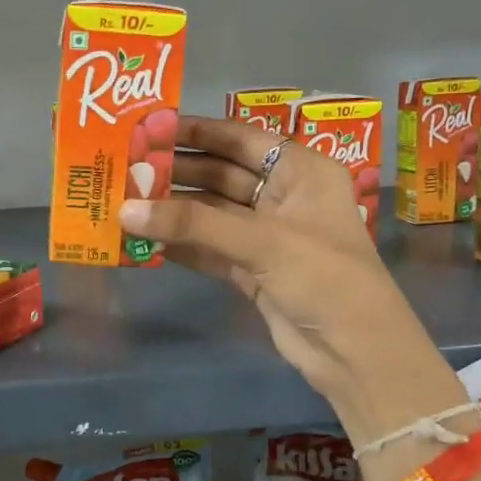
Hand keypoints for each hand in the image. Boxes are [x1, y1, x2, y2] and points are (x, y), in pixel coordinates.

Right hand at [118, 116, 433, 443]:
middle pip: (222, 175)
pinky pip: (209, 248)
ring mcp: (267, 236)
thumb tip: (125, 210)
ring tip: (125, 201)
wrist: (355, 353)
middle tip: (127, 168)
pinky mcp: (253, 271)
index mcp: (302, 171)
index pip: (242, 139)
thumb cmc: (324, 277)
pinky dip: (181, 244)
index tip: (150, 128)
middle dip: (178, 173)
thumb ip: (193, 224)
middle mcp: (284, 197)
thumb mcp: (262, 241)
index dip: (198, 131)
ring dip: (174, 211)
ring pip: (212, 214)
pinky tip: (144, 238)